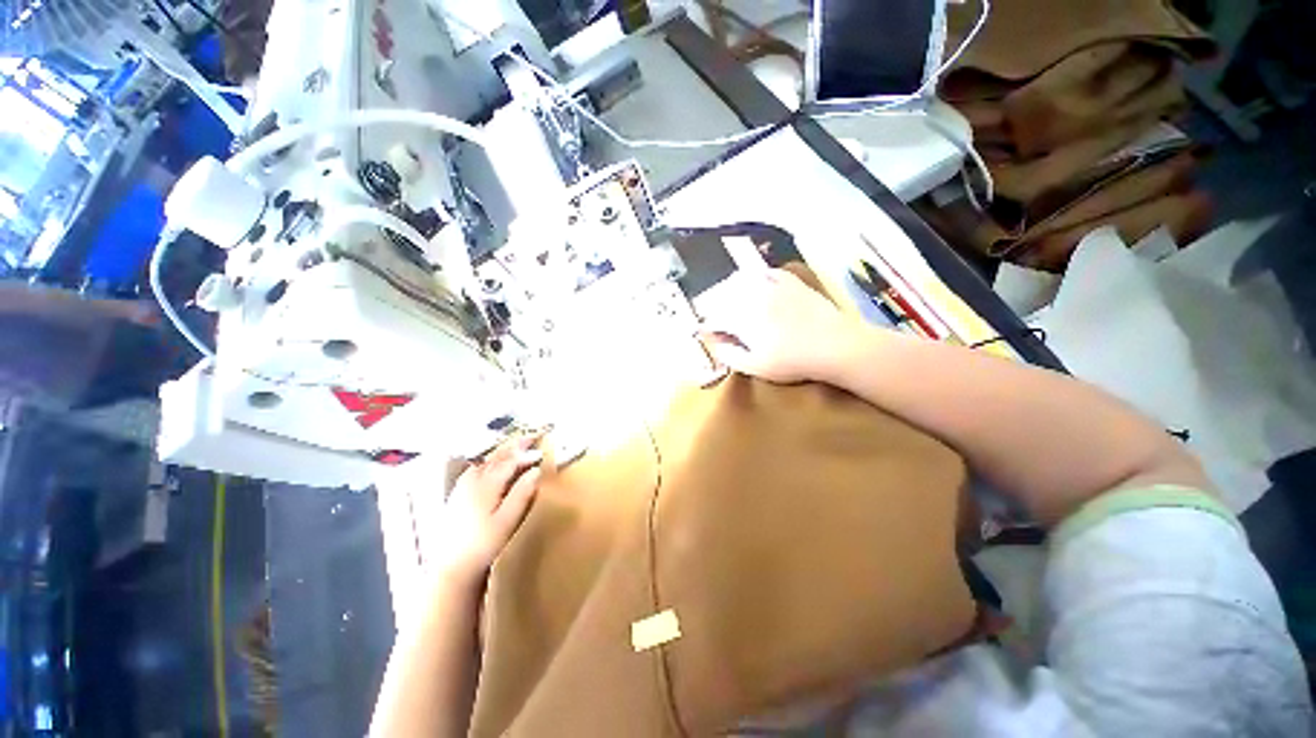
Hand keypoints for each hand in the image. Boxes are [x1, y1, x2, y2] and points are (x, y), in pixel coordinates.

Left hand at [432, 435, 542, 587]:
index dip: (526, 455)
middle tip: (530, 437)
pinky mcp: (457, 496)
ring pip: (485, 462)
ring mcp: (462, 488)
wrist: (452, 567)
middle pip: (495, 458)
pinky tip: (491, 465)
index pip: (509, 462)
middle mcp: (472, 481)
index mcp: (486, 485)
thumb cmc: (484, 544)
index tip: (541, 451)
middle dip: (514, 446)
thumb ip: (522, 494)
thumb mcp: (508, 521)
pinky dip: (489, 461)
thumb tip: (536, 470)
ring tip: (515, 447)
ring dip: (501, 452)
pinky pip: (476, 469)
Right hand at [698, 269, 858, 383]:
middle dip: (713, 304)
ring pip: (743, 280)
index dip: (706, 323)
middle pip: (724, 295)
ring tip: (726, 295)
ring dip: (729, 287)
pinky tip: (754, 280)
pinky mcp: (791, 282)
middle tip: (711, 314)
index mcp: (744, 318)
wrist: (835, 346)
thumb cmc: (794, 361)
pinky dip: (756, 275)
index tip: (704, 330)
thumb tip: (713, 343)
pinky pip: (768, 272)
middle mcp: (754, 297)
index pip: (715, 316)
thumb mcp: (757, 366)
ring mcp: (774, 287)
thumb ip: (730, 354)